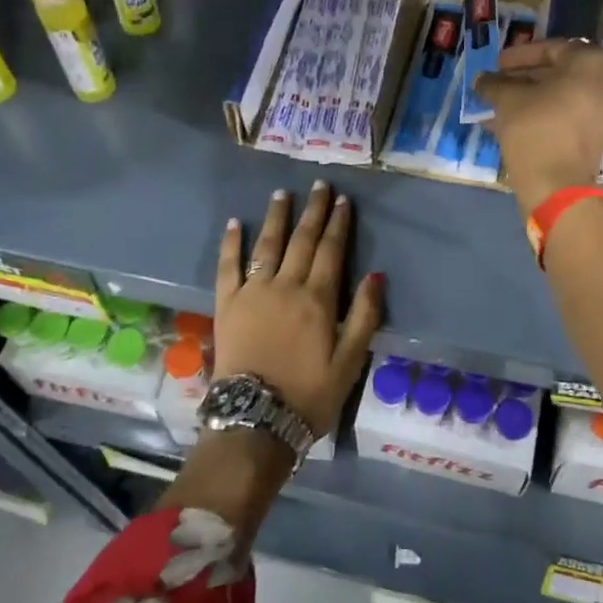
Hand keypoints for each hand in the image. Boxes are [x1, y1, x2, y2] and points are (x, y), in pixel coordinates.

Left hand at [214, 182, 385, 436]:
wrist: (256, 418)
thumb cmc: (309, 394)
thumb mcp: (350, 361)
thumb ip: (364, 316)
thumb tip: (376, 275)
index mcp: (317, 299)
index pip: (331, 250)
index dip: (338, 223)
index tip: (343, 200)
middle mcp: (285, 286)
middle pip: (302, 240)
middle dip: (313, 211)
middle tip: (319, 184)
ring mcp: (253, 292)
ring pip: (267, 245)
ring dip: (276, 217)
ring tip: (282, 194)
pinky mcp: (227, 304)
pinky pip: (227, 266)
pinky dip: (231, 243)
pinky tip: (234, 223)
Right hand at [477, 38, 602, 214]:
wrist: (556, 185)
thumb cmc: (535, 129)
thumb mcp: (507, 100)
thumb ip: (494, 84)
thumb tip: (481, 80)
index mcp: (592, 63)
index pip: (552, 48)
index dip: (520, 55)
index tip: (497, 64)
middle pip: (560, 72)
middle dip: (524, 77)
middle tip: (498, 83)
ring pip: (564, 96)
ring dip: (531, 97)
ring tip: (500, 105)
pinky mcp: (600, 136)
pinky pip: (570, 115)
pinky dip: (545, 114)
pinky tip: (513, 122)